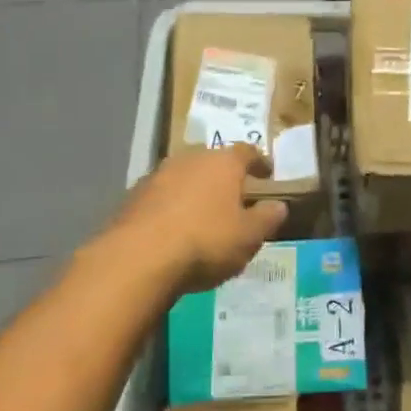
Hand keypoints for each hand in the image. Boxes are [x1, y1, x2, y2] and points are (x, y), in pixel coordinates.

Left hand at [104, 146, 287, 294]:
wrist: (138, 258)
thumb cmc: (205, 241)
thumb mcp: (249, 236)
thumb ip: (267, 218)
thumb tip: (279, 205)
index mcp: (223, 162)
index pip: (247, 151)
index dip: (260, 162)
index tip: (267, 173)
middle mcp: (189, 158)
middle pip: (212, 160)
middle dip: (224, 176)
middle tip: (233, 195)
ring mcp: (157, 175)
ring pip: (184, 176)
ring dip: (194, 190)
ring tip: (202, 214)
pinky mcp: (132, 196)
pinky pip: (161, 196)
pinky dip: (170, 207)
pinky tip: (173, 229)